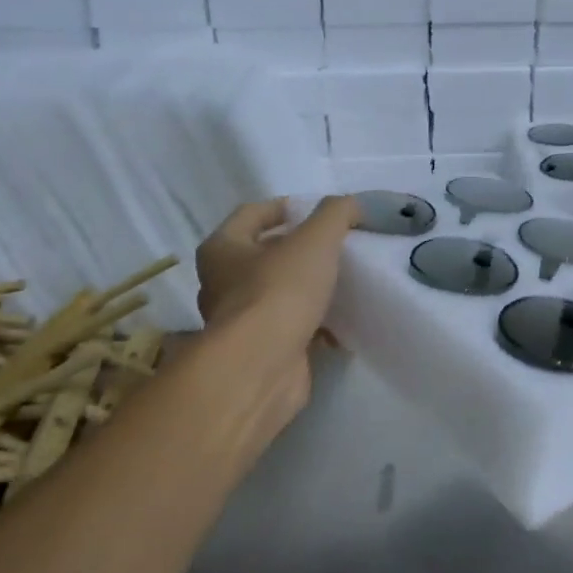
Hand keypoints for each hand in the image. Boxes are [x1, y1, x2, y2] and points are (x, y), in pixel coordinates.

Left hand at [193, 195, 359, 438]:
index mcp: (222, 249)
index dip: (286, 206)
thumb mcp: (314, 240)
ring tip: (344, 282)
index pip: (252, 213)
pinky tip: (341, 323)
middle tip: (337, 246)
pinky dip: (314, 324)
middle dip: (299, 250)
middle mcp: (221, 283)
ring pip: (279, 293)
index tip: (320, 212)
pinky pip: (291, 328)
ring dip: (308, 288)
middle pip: (264, 254)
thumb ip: (335, 214)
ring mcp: (239, 321)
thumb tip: (351, 204)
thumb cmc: (279, 291)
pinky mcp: (260, 351)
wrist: (262, 368)